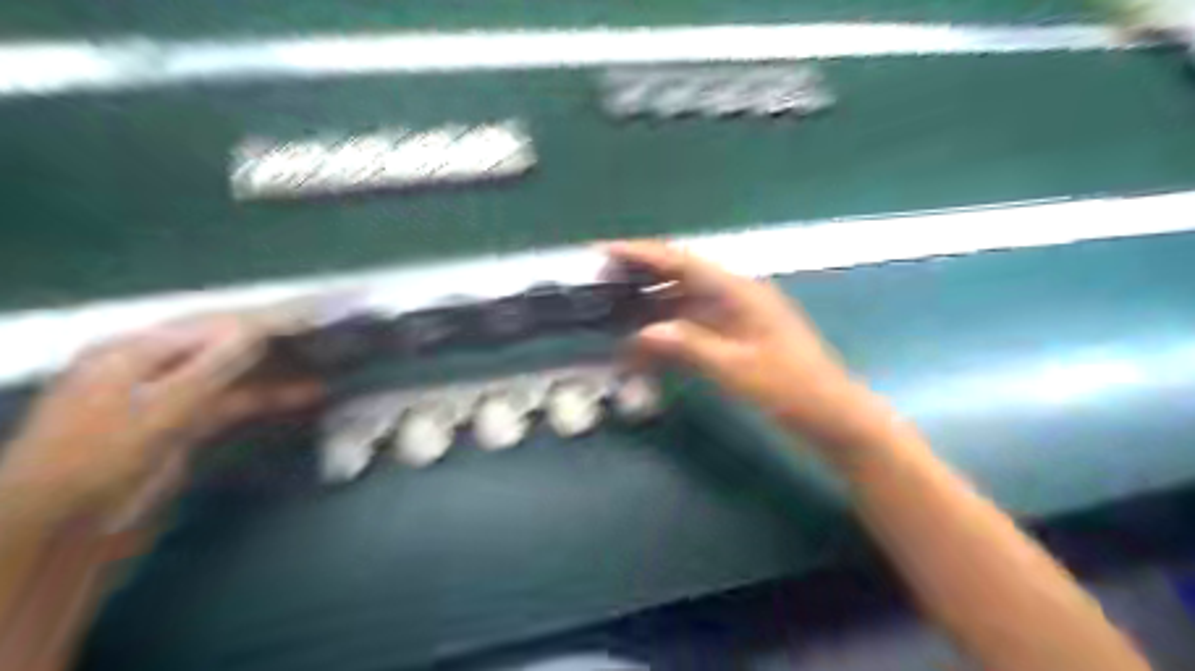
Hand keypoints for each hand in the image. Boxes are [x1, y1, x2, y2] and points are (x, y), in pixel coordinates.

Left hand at [1, 317, 321, 527]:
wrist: (61, 528)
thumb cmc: (100, 459)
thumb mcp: (159, 410)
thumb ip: (212, 368)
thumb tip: (258, 329)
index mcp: (133, 350)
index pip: (212, 325)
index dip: (262, 320)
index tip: (310, 315)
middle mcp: (151, 365)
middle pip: (224, 346)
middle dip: (274, 342)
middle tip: (324, 335)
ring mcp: (168, 396)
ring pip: (234, 375)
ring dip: (277, 372)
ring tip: (325, 366)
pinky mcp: (183, 425)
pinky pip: (233, 401)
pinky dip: (266, 398)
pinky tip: (303, 395)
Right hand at [608, 242, 884, 450]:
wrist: (831, 415)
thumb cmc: (789, 389)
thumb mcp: (736, 368)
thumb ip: (688, 346)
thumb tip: (641, 333)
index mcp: (739, 292)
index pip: (682, 262)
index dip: (642, 253)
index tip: (606, 249)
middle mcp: (736, 296)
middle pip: (680, 279)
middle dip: (641, 279)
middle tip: (601, 284)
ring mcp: (736, 318)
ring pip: (684, 305)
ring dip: (652, 312)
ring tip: (614, 317)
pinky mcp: (736, 339)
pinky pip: (694, 328)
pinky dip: (670, 335)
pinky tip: (647, 347)